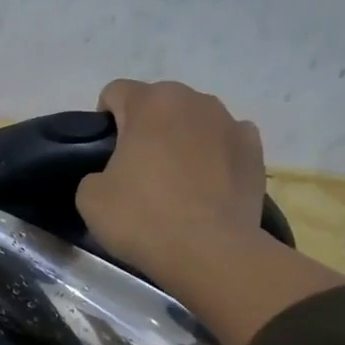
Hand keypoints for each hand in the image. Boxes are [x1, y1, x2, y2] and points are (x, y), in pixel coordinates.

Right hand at [76, 79, 268, 281]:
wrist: (209, 252)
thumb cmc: (143, 218)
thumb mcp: (89, 197)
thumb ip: (96, 172)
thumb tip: (113, 175)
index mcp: (151, 103)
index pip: (116, 92)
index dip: (104, 120)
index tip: (104, 154)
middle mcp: (194, 100)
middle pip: (159, 104)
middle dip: (146, 128)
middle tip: (137, 170)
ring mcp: (231, 123)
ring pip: (194, 122)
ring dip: (182, 140)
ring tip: (176, 182)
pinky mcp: (255, 151)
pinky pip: (225, 143)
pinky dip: (214, 157)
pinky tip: (207, 187)